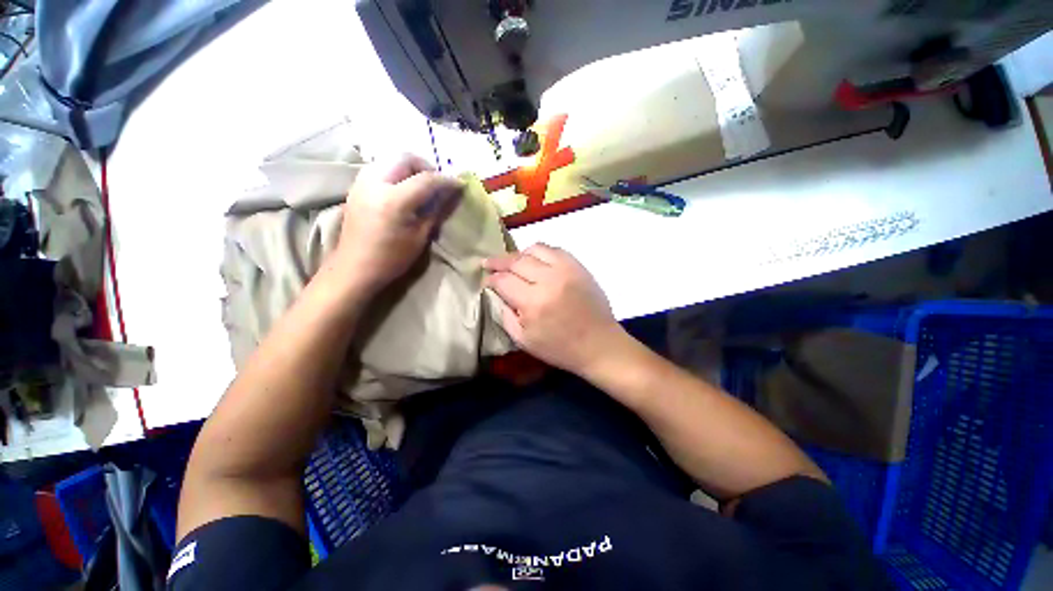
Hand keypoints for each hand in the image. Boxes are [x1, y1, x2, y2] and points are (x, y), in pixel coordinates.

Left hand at [333, 154, 463, 294]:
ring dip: (410, 167)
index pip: (426, 179)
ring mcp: (362, 182)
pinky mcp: (356, 186)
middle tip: (437, 184)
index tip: (460, 184)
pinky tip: (403, 189)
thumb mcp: (419, 237)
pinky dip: (396, 171)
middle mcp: (375, 183)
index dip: (446, 180)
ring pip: (390, 159)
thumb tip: (451, 195)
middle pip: (405, 158)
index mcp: (394, 200)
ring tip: (421, 185)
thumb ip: (436, 211)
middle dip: (426, 166)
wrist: (354, 268)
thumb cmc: (391, 258)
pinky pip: (380, 167)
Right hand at [484, 244, 624, 376]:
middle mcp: (548, 280)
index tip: (485, 281)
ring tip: (512, 263)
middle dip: (498, 262)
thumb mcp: (524, 340)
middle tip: (489, 264)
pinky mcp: (579, 266)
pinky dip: (540, 253)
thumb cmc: (560, 348)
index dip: (490, 279)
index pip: (503, 280)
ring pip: (534, 249)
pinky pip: (554, 250)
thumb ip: (504, 315)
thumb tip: (495, 294)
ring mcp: (566, 270)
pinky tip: (535, 261)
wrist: (599, 345)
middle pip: (516, 261)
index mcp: (533, 303)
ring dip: (519, 255)